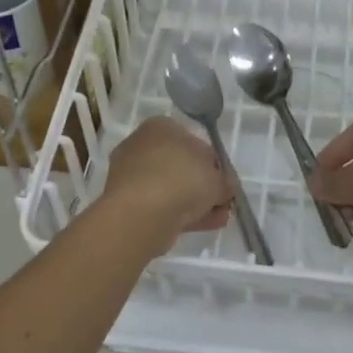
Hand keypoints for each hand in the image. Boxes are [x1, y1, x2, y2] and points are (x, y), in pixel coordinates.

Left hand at [100, 116, 234, 250]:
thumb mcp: (218, 178)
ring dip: (195, 202)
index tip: (225, 181)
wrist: (141, 213)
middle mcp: (142, 145)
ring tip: (217, 218)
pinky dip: (180, 214)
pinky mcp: (126, 202)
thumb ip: (226, 181)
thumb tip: (225, 186)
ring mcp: (131, 174)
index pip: (194, 141)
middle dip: (203, 185)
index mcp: (161, 127)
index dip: (213, 163)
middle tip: (222, 202)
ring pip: (171, 188)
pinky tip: (202, 226)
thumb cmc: (182, 180)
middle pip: (181, 166)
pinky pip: (160, 204)